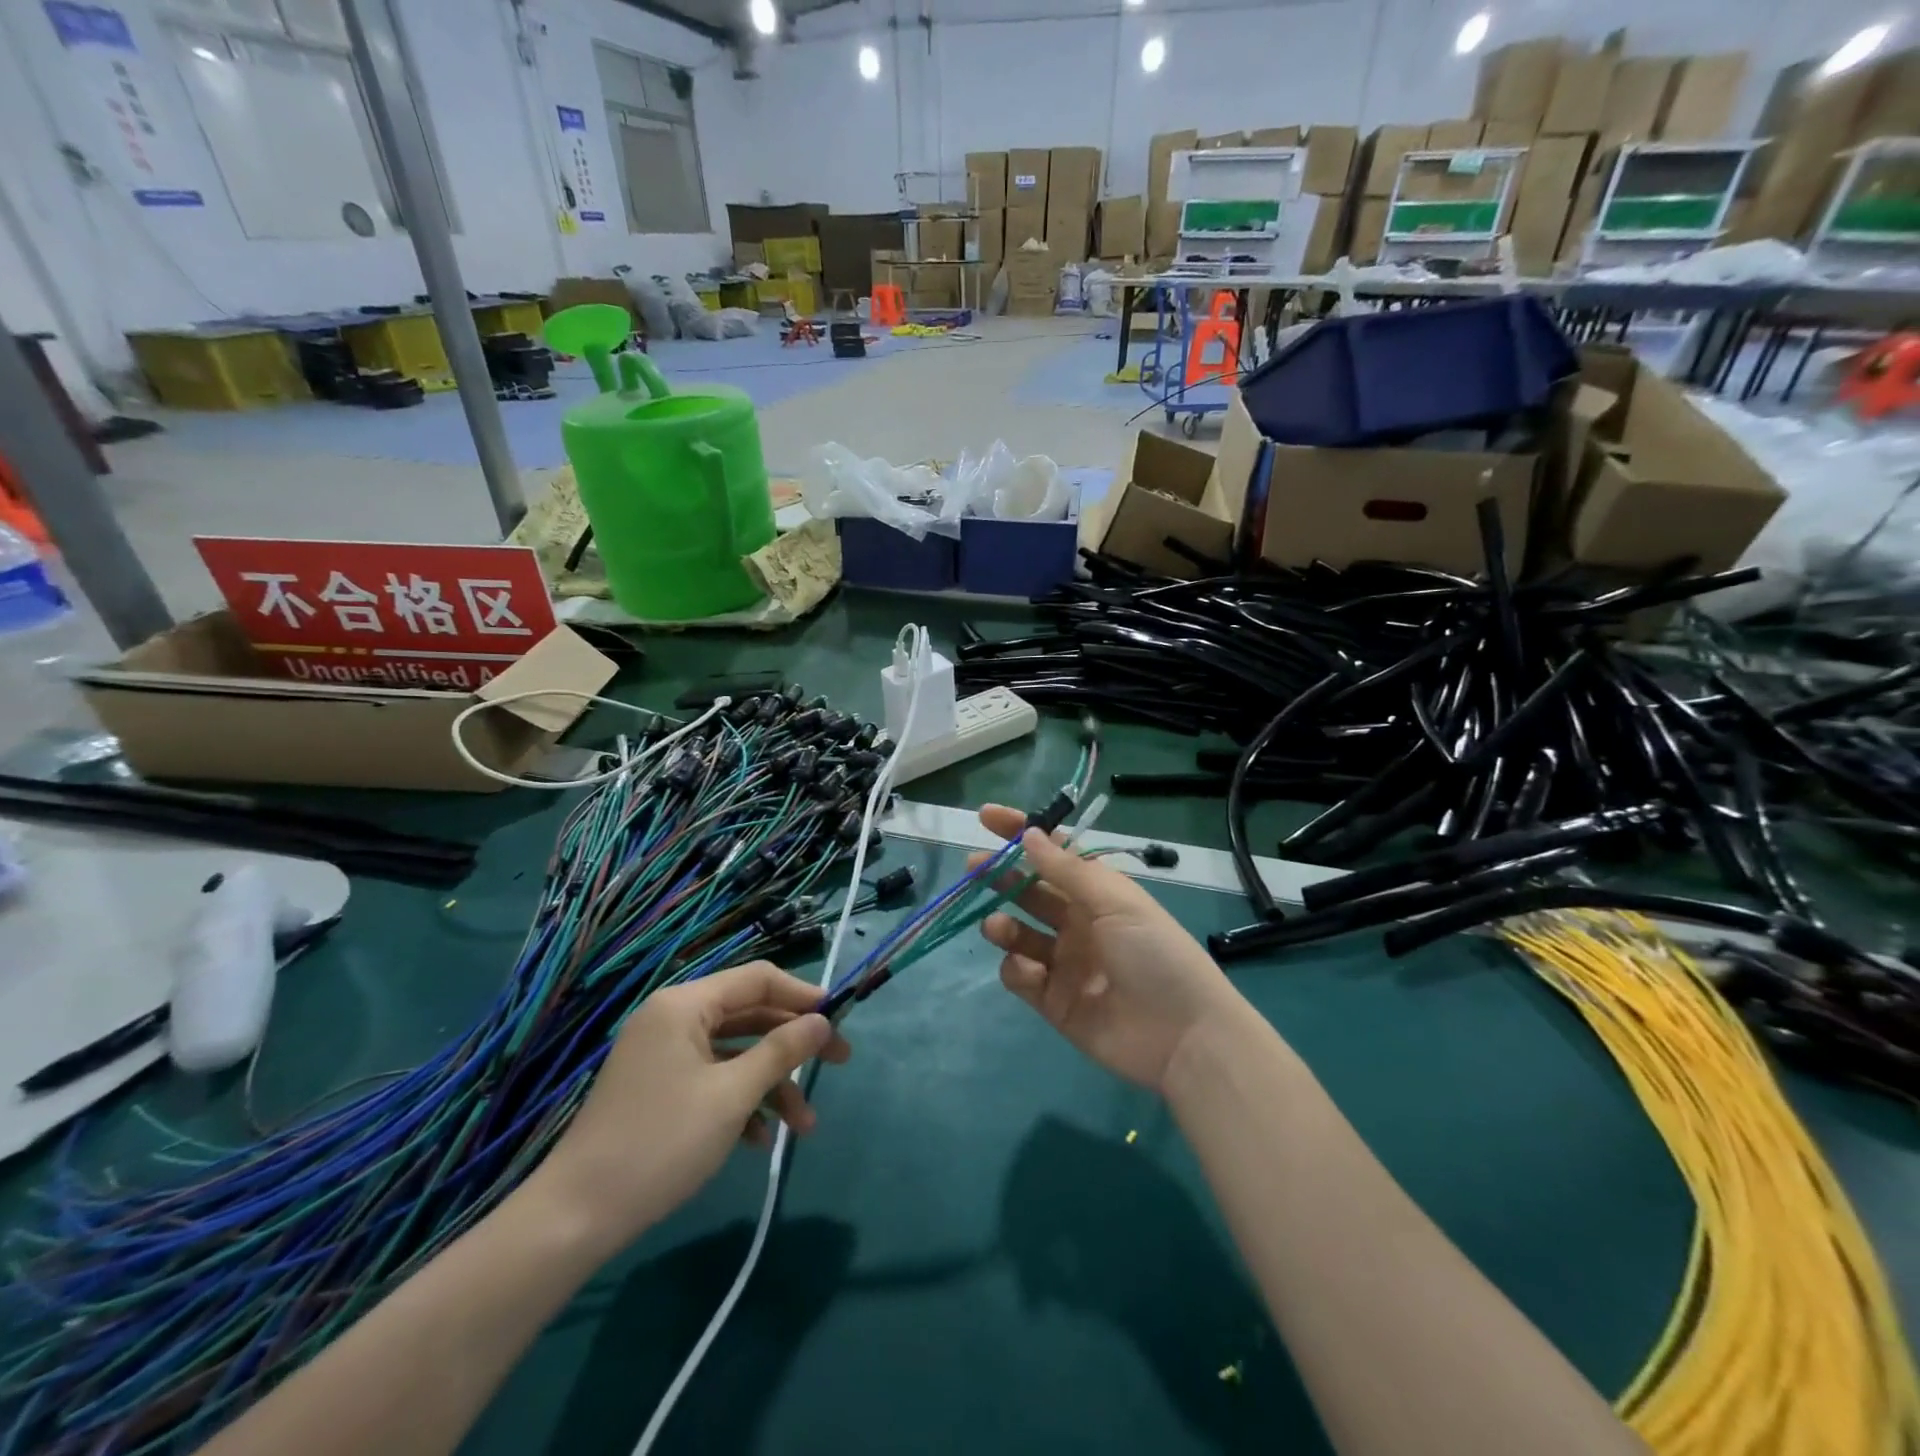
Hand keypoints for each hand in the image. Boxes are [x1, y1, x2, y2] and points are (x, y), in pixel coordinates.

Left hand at [534, 962, 848, 1251]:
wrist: (575, 1217)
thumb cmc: (661, 1143)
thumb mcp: (732, 1095)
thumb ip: (782, 1051)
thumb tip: (823, 1021)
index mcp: (685, 1004)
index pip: (758, 979)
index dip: (802, 995)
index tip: (839, 1020)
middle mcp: (674, 1018)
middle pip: (750, 1015)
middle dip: (794, 1044)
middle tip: (839, 1064)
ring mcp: (664, 1054)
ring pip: (736, 1052)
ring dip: (773, 1084)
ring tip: (804, 1127)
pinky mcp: (659, 1087)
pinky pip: (713, 1078)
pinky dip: (742, 1101)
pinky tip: (761, 1140)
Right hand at [971, 804, 1246, 1093]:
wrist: (1182, 1035)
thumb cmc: (1154, 953)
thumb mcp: (1115, 901)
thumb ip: (1067, 870)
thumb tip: (1029, 833)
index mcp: (1097, 894)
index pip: (1053, 854)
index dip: (1021, 833)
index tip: (986, 817)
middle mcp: (1078, 923)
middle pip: (1029, 891)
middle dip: (1000, 877)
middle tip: (973, 867)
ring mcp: (1064, 963)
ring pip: (1019, 934)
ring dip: (1002, 924)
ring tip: (995, 926)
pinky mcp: (1053, 1001)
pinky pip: (1021, 977)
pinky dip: (1016, 969)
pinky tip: (1028, 970)